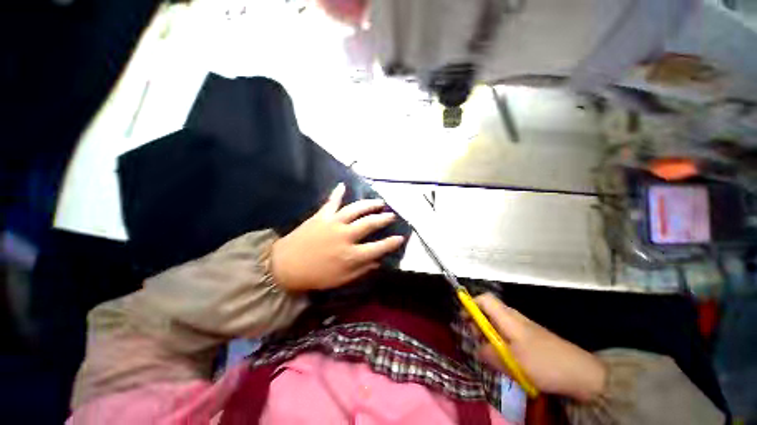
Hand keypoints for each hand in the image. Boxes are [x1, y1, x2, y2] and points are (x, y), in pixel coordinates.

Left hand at [271, 183, 404, 291]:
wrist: (285, 267)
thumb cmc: (315, 276)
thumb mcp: (341, 279)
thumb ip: (361, 270)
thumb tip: (378, 262)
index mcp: (351, 254)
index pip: (378, 248)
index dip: (392, 243)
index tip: (401, 238)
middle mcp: (346, 236)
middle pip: (370, 224)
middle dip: (383, 219)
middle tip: (391, 215)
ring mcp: (333, 223)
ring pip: (356, 210)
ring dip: (369, 205)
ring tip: (379, 202)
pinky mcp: (321, 216)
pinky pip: (331, 202)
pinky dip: (337, 193)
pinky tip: (342, 185)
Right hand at [466, 293, 606, 401]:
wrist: (581, 373)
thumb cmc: (543, 363)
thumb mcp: (512, 362)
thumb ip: (489, 354)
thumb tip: (476, 350)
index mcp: (508, 317)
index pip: (484, 299)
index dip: (471, 304)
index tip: (463, 319)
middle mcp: (514, 317)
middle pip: (488, 310)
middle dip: (477, 323)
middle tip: (475, 340)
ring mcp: (523, 328)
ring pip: (497, 324)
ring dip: (488, 334)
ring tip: (488, 352)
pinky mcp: (530, 338)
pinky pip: (507, 334)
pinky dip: (500, 342)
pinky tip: (504, 358)